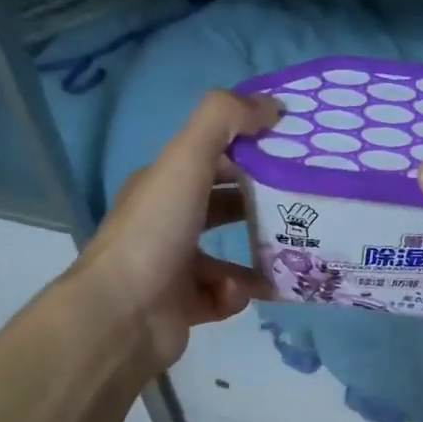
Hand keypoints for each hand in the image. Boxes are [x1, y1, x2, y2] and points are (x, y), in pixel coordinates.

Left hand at [70, 90, 279, 370]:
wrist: (121, 316)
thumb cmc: (155, 232)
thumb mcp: (186, 160)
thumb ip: (224, 120)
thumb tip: (271, 105)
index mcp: (162, 185)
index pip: (212, 158)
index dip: (250, 151)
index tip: (292, 154)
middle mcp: (166, 223)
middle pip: (222, 206)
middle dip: (260, 206)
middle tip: (301, 208)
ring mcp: (174, 267)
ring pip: (228, 257)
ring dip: (257, 256)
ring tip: (287, 257)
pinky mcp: (184, 307)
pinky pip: (223, 295)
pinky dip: (235, 294)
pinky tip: (236, 294)